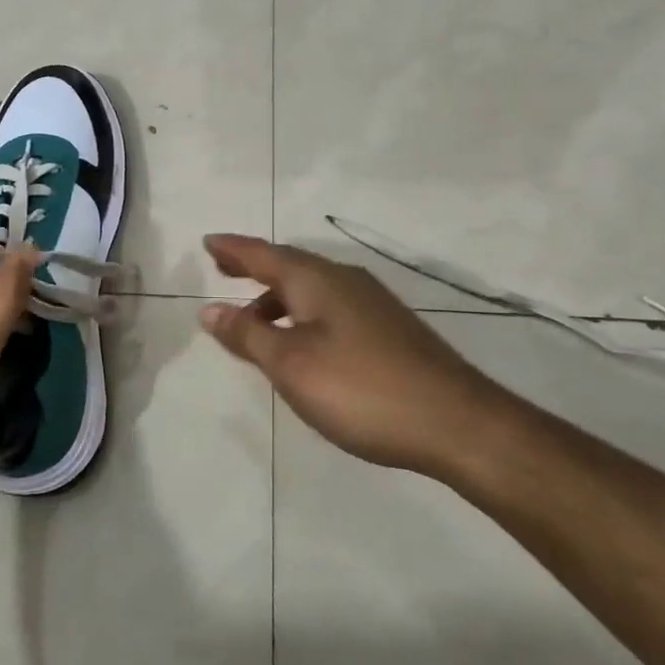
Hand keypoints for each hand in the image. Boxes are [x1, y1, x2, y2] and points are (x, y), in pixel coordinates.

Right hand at [200, 235, 503, 474]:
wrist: (457, 422)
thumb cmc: (361, 389)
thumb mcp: (291, 364)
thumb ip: (247, 335)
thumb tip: (209, 309)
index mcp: (317, 280)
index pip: (263, 254)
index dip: (233, 249)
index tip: (207, 242)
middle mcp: (345, 281)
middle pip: (289, 266)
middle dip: (254, 268)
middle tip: (223, 269)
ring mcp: (372, 304)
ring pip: (312, 289)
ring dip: (277, 297)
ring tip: (253, 321)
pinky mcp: (389, 330)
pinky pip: (330, 308)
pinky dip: (302, 314)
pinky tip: (302, 344)